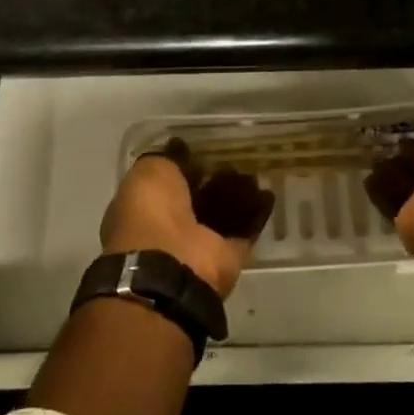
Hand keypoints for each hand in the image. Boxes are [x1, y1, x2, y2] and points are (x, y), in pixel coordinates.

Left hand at [100, 140, 274, 296]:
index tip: (203, 150)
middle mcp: (170, 227)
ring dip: (237, 195)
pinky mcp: (226, 257)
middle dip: (214, 180)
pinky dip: (256, 214)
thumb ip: (167, 158)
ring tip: (255, 172)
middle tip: (235, 158)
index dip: (183, 165)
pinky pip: (244, 229)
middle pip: (196, 198)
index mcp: (145, 207)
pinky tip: (268, 194)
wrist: (171, 267)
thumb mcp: (150, 171)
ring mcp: (199, 244)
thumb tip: (180, 147)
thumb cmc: (151, 213)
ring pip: (221, 213)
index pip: (166, 181)